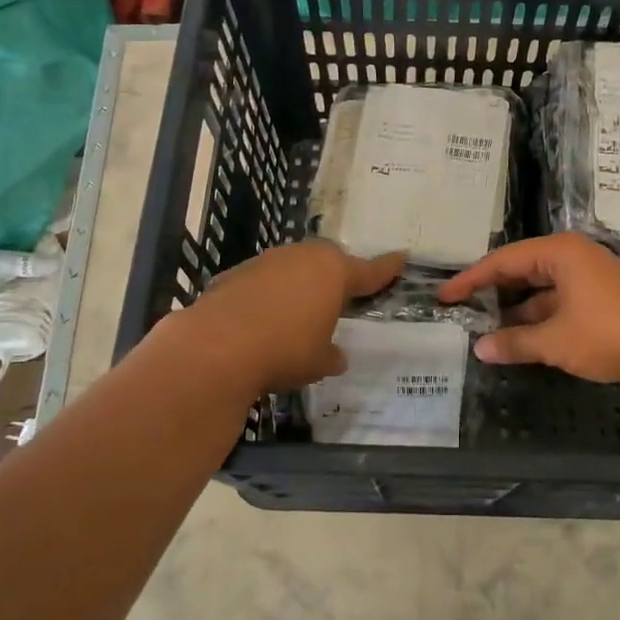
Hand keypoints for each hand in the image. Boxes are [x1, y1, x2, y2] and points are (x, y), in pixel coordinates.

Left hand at [176, 241, 403, 394]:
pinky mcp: (235, 273)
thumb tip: (336, 355)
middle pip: (328, 261)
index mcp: (334, 272)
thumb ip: (332, 354)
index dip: (387, 268)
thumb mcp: (319, 361)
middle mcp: (302, 257)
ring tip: (299, 312)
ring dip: (299, 285)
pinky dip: (269, 295)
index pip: (370, 270)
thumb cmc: (285, 350)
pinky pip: (264, 281)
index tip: (401, 257)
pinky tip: (263, 320)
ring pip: (293, 267)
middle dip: (336, 276)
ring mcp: (267, 261)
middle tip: (342, 296)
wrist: (217, 346)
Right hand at [437, 233, 619, 386]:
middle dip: (493, 295)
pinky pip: (559, 307)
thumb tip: (480, 348)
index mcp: (559, 253)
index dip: (470, 280)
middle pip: (521, 273)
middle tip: (461, 313)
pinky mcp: (602, 303)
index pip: (502, 261)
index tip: (444, 297)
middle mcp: (572, 259)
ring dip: (516, 313)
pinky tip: (521, 344)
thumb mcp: (555, 341)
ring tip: (484, 333)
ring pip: (541, 293)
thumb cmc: (610, 332)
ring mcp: (589, 281)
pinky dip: (540, 323)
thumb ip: (515, 343)